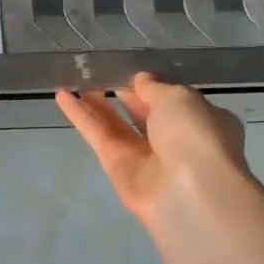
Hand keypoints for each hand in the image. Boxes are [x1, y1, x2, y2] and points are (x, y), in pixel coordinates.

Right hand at [57, 73, 252, 230]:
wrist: (188, 193)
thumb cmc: (194, 135)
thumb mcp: (178, 97)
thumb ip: (155, 87)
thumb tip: (141, 81)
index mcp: (201, 120)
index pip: (173, 99)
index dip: (152, 84)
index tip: (130, 69)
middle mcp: (173, 139)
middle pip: (142, 111)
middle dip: (122, 91)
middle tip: (97, 70)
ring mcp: (143, 155)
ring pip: (115, 123)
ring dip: (96, 102)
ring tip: (75, 78)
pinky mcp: (116, 167)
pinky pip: (97, 135)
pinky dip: (80, 116)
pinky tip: (62, 95)